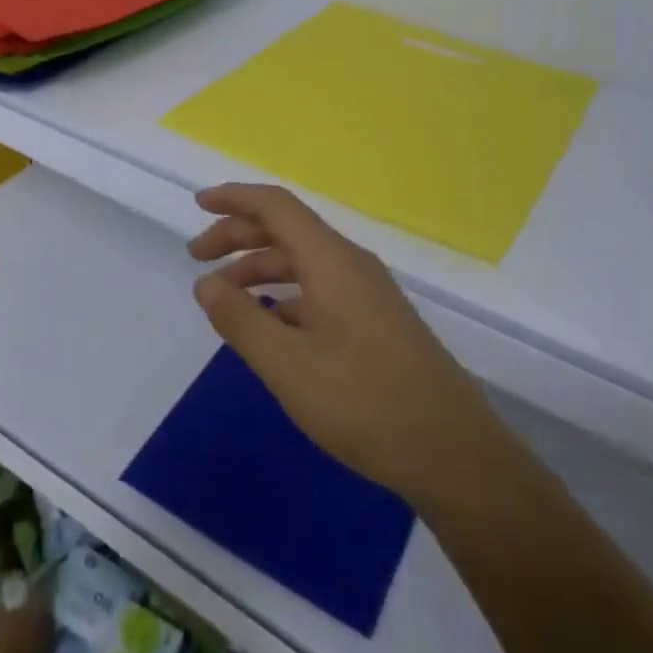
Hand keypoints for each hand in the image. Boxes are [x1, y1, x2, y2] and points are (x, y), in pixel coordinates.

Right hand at [189, 184, 492, 509]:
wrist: (455, 454)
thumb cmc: (365, 403)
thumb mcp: (287, 365)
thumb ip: (240, 319)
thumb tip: (206, 283)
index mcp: (331, 260)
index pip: (276, 206)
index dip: (234, 198)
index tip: (197, 205)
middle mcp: (351, 264)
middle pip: (287, 230)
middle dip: (238, 236)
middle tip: (198, 257)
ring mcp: (368, 294)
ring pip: (303, 262)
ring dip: (260, 268)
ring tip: (225, 296)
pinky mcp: (377, 322)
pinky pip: (320, 289)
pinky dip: (285, 295)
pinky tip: (270, 326)